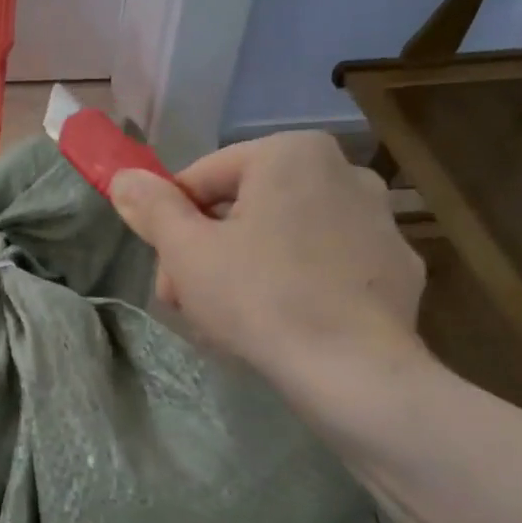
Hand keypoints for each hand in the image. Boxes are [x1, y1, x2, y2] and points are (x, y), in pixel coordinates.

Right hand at [109, 133, 426, 398]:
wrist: (352, 370)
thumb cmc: (259, 297)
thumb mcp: (187, 251)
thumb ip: (153, 208)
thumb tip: (125, 177)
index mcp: (290, 153)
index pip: (203, 178)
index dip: (171, 224)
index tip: (166, 271)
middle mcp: (342, 170)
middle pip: (245, 207)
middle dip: (208, 251)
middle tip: (188, 301)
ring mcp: (378, 220)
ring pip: (284, 236)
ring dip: (245, 269)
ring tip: (228, 320)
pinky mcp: (396, 266)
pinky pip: (324, 264)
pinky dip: (295, 284)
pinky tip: (280, 324)